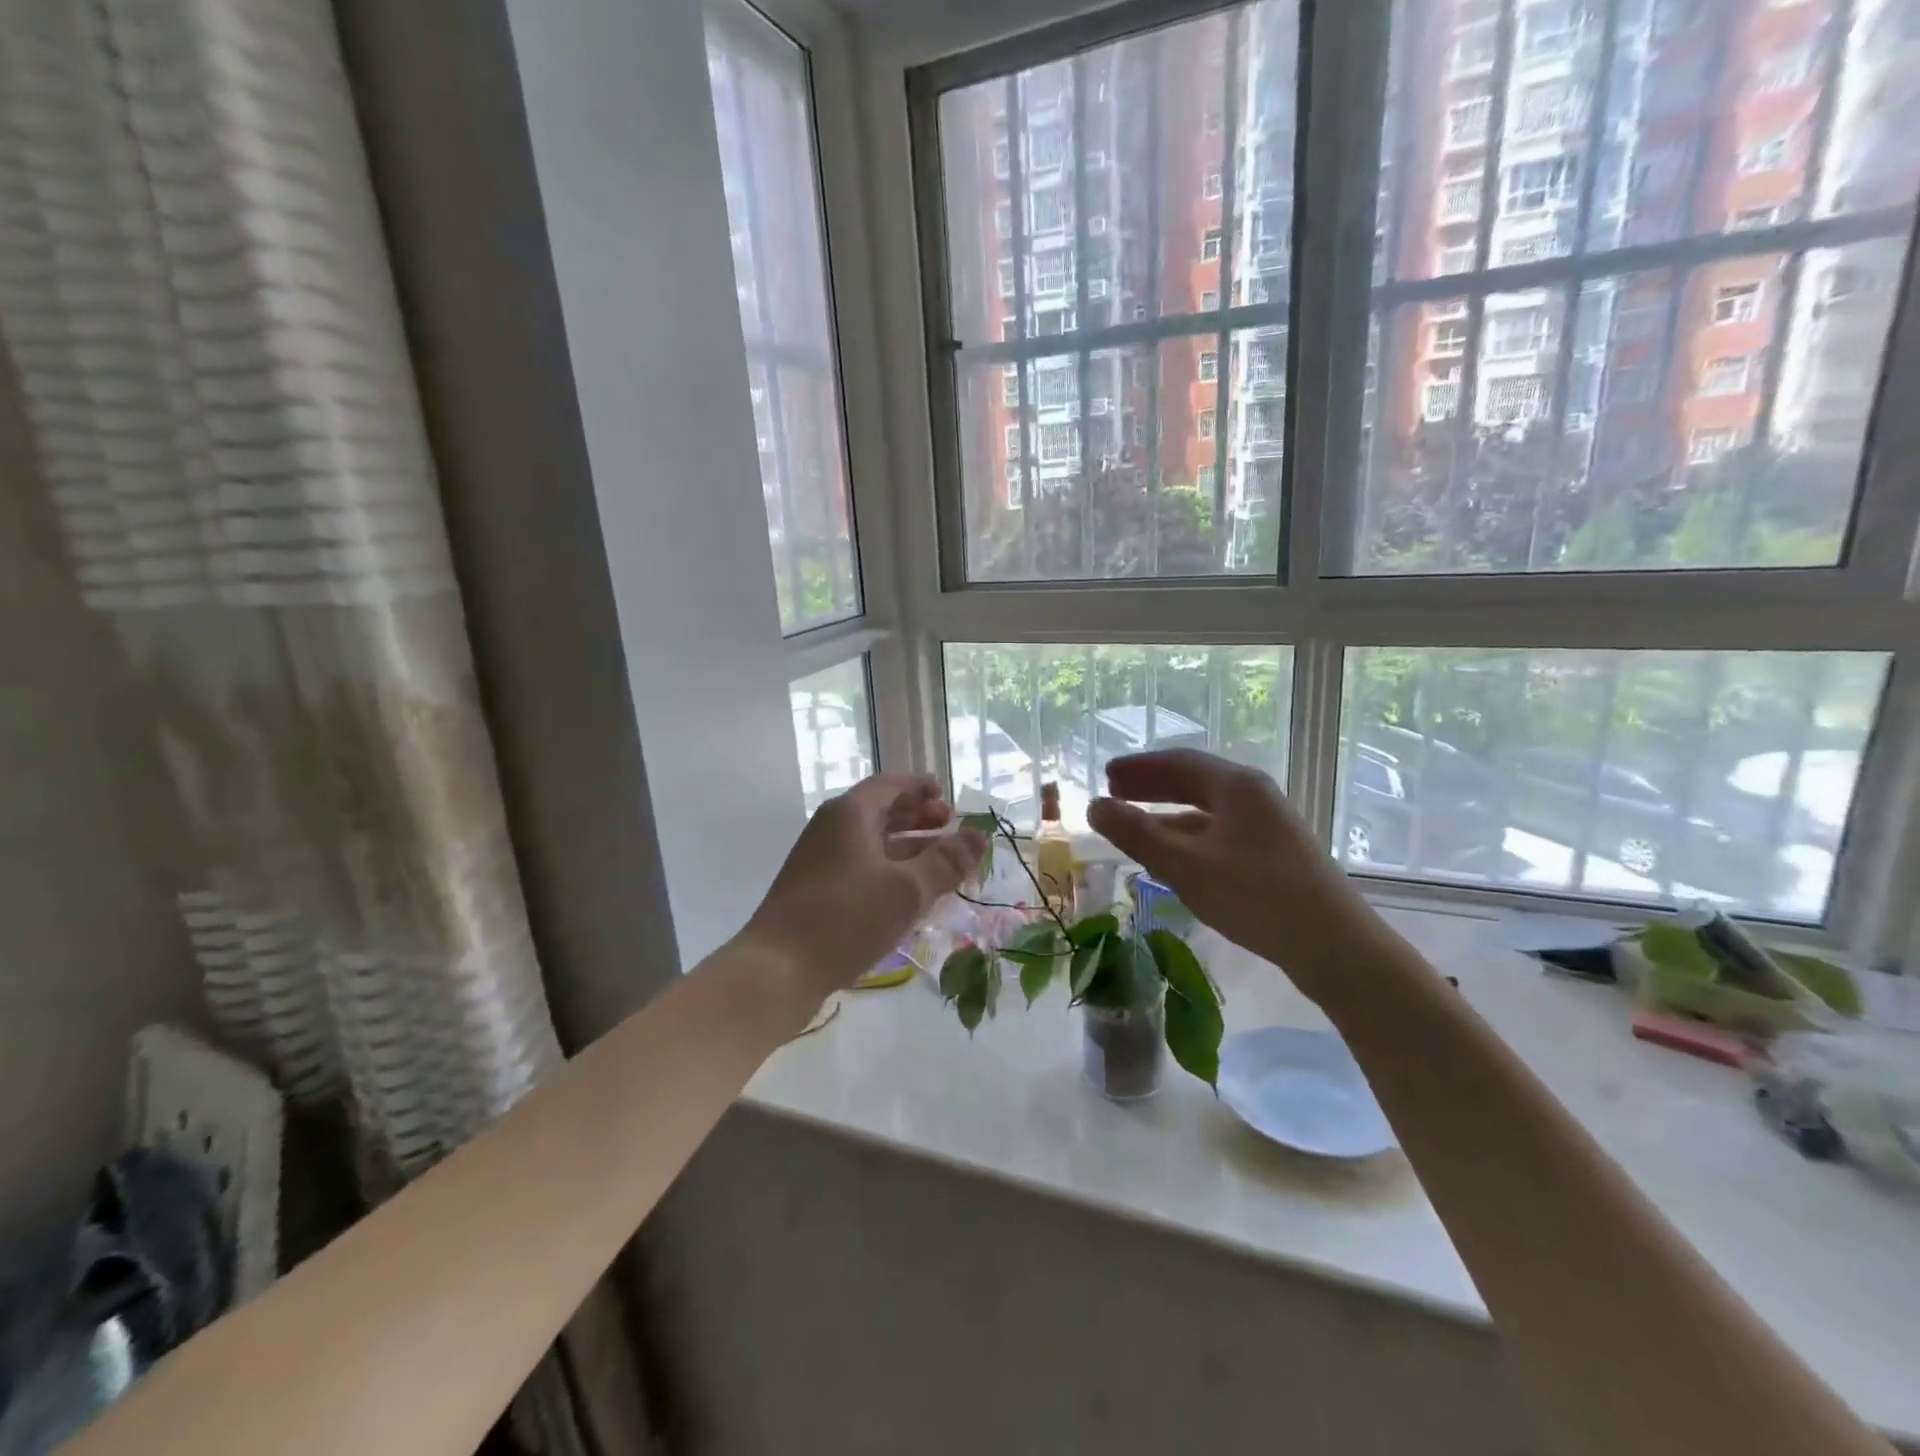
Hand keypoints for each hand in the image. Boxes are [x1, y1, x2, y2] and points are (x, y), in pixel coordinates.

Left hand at [743, 774, 986, 1002]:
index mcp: (850, 814)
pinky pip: (861, 867)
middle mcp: (832, 829)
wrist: (777, 970)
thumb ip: (947, 861)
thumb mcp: (907, 889)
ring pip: (872, 842)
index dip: (921, 787)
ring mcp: (820, 861)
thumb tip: (981, 835)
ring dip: (907, 846)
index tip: (948, 795)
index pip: (891, 785)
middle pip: (881, 811)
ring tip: (940, 861)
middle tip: (950, 826)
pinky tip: (910, 893)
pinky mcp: (816, 891)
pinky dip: (890, 870)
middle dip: (918, 816)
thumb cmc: (846, 918)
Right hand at [1087, 750, 1377, 1002]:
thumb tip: (1094, 806)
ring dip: (1168, 815)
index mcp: (1235, 786)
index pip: (1178, 761)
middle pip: (1194, 781)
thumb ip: (1136, 834)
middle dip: (1151, 787)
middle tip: (1115, 793)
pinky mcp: (1275, 855)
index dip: (1138, 767)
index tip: (1106, 775)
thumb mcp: (1185, 865)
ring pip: (1207, 810)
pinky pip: (1220, 833)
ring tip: (1135, 828)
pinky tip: (1175, 860)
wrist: (1335, 945)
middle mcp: (1254, 796)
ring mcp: (1268, 826)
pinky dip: (1189, 838)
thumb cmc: (1255, 895)